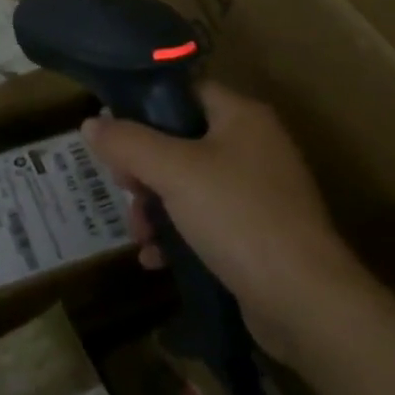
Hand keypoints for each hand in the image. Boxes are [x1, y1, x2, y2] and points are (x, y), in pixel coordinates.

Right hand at [80, 82, 364, 361]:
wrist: (305, 302)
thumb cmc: (238, 217)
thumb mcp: (173, 172)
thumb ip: (128, 142)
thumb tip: (89, 124)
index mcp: (241, 116)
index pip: (184, 92)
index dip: (145, 108)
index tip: (114, 135)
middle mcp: (253, 146)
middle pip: (179, 141)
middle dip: (143, 169)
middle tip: (124, 189)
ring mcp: (257, 192)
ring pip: (187, 184)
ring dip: (154, 207)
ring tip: (140, 235)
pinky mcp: (256, 233)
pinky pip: (204, 220)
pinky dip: (177, 234)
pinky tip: (156, 259)